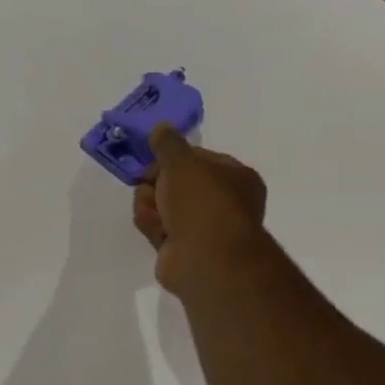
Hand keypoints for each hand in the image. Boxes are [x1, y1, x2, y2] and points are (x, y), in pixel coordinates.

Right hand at [132, 123, 266, 292]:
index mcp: (234, 176)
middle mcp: (221, 200)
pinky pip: (158, 227)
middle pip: (173, 182)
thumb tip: (161, 127)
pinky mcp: (182, 247)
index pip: (195, 158)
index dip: (170, 159)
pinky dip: (153, 226)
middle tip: (151, 188)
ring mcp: (202, 226)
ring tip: (155, 215)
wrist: (205, 257)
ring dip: (150, 206)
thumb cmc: (202, 202)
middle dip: (155, 185)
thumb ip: (168, 143)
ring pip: (161, 205)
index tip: (153, 162)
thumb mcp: (182, 162)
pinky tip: (156, 231)